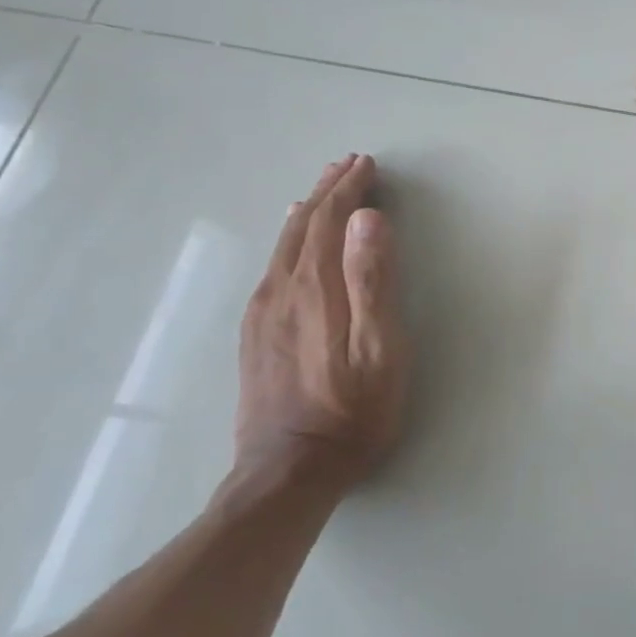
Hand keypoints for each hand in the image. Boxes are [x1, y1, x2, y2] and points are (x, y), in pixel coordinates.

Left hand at [235, 154, 409, 490]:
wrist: (288, 472)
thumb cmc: (352, 410)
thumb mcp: (379, 348)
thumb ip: (372, 280)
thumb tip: (368, 218)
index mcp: (314, 287)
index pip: (330, 220)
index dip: (349, 188)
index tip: (367, 164)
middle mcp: (281, 290)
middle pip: (302, 224)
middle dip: (327, 190)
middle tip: (349, 164)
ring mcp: (263, 312)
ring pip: (285, 243)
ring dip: (308, 210)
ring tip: (324, 190)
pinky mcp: (256, 333)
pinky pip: (273, 266)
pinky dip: (291, 238)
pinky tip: (293, 240)